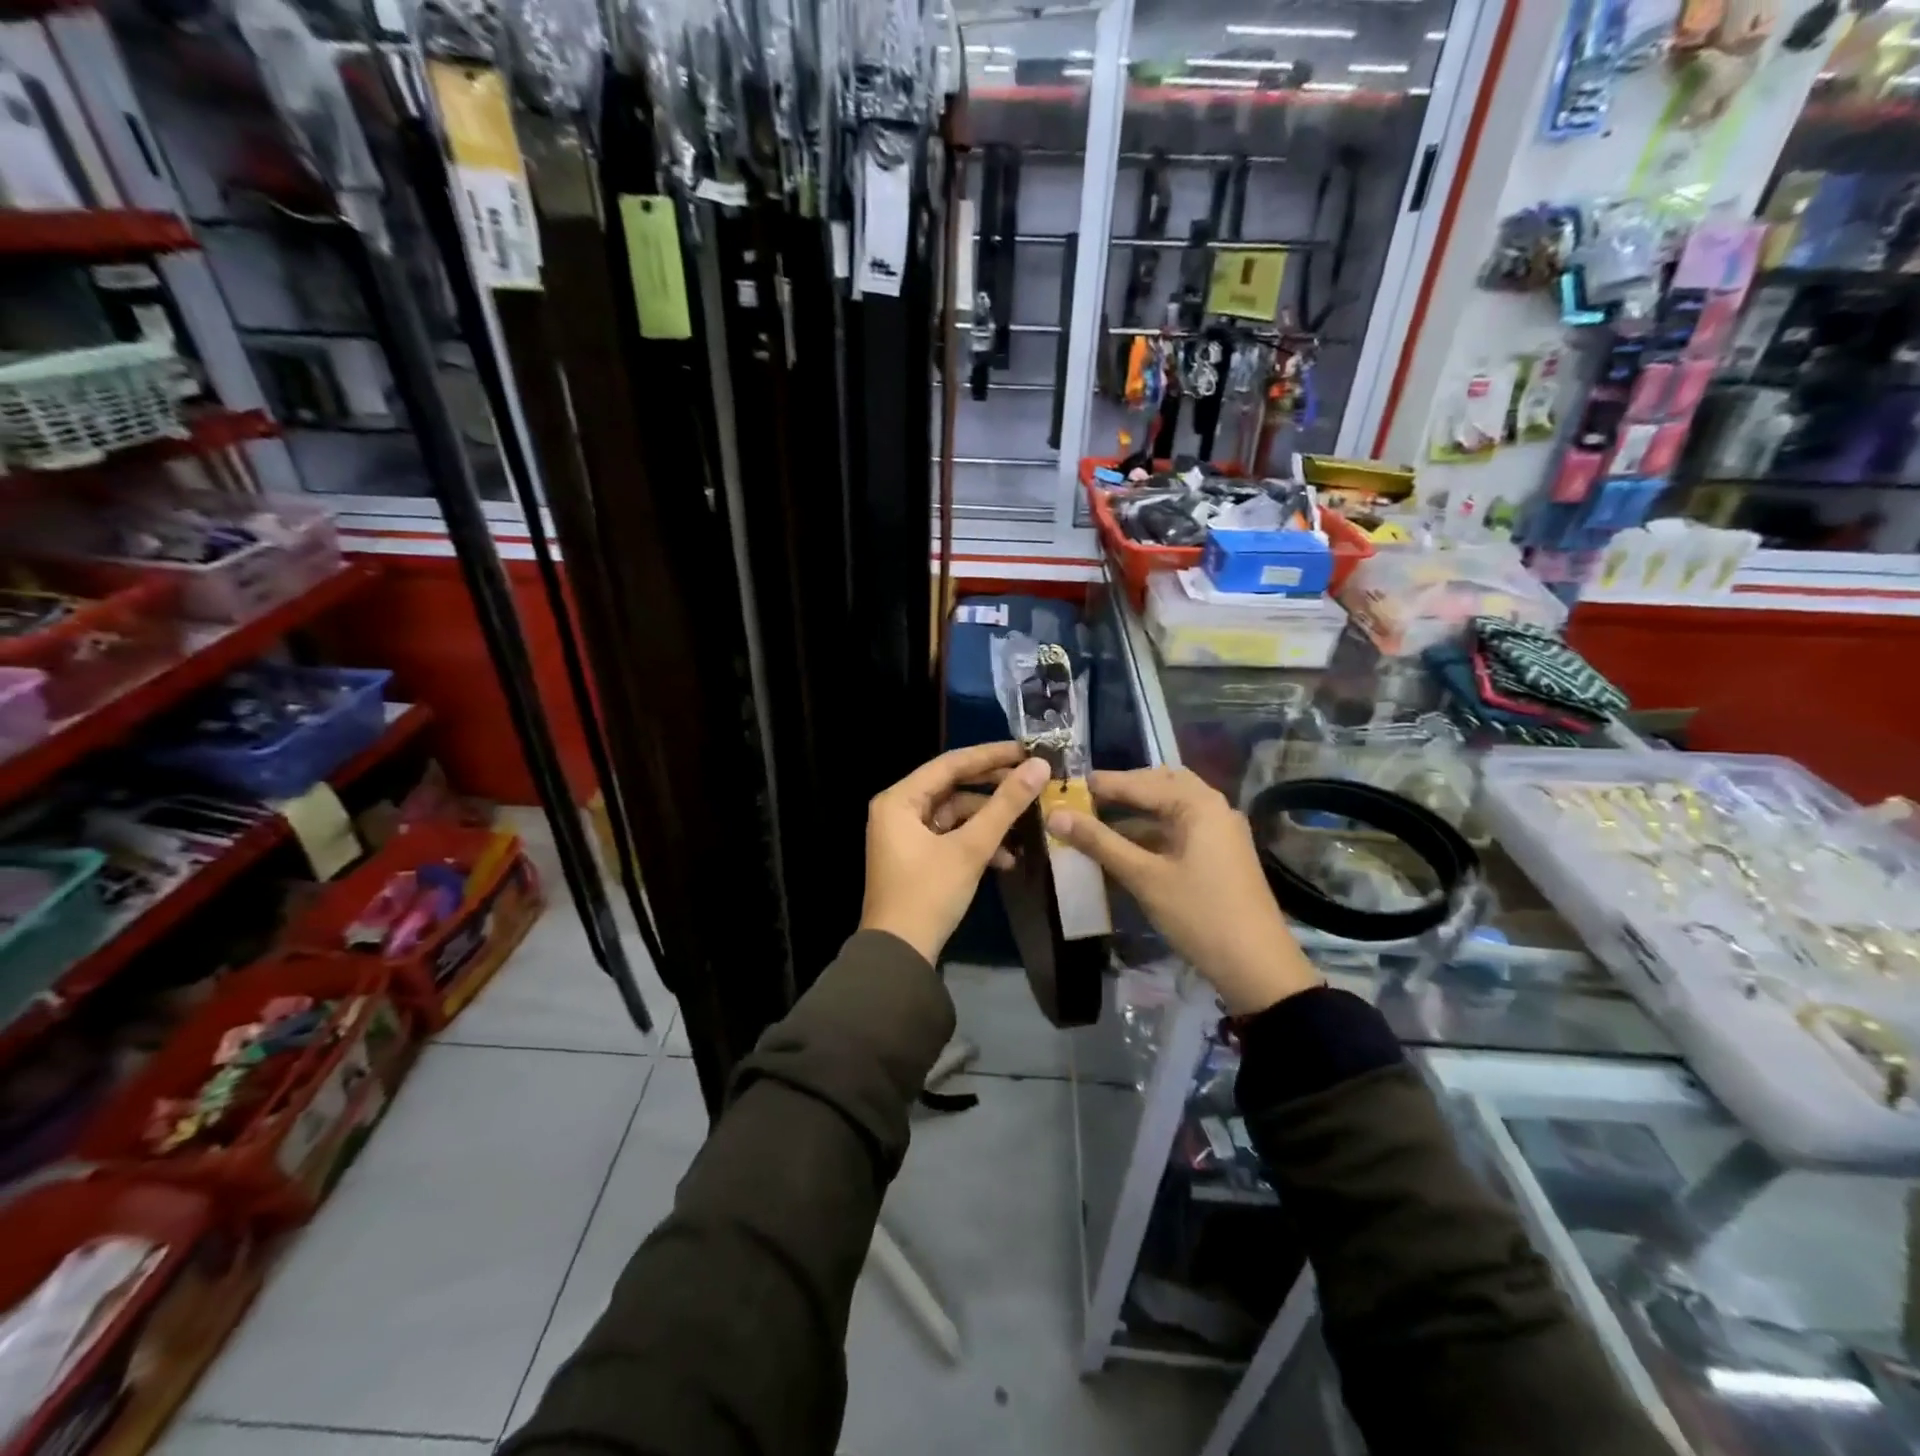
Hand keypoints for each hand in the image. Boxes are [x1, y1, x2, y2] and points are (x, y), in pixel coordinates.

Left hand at [860, 743, 1052, 964]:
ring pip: (955, 815)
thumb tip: (1039, 767)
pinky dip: (976, 843)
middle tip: (1032, 782)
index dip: (990, 755)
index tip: (1026, 750)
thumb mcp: (970, 848)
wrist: (899, 955)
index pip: (950, 764)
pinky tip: (1006, 859)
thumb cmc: (929, 894)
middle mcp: (897, 810)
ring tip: (1025, 828)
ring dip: (988, 823)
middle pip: (953, 787)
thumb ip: (1005, 805)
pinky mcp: (916, 857)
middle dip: (993, 790)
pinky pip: (950, 837)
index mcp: (899, 800)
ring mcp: (905, 835)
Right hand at [1046, 766, 1318, 1014]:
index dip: (1102, 784)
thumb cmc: (1199, 914)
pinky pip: (1179, 830)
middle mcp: (1213, 808)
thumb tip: (1056, 816)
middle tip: (1087, 798)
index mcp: (1198, 804)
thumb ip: (1100, 843)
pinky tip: (1124, 848)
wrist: (1257, 967)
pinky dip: (1151, 832)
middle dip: (1124, 790)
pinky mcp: (1220, 854)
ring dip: (1136, 813)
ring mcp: (1220, 831)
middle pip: (1161, 784)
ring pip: (1171, 808)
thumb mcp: (1144, 877)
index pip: (1141, 783)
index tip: (1066, 784)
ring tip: (1097, 822)